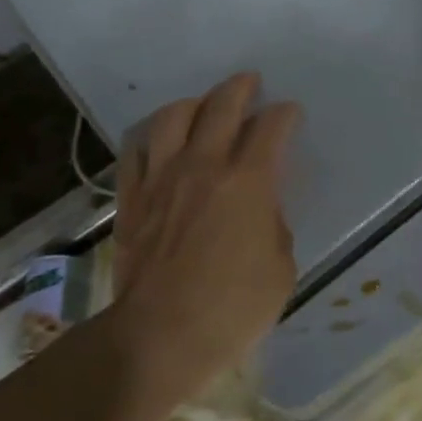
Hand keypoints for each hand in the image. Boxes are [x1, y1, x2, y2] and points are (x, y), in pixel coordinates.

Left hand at [110, 72, 300, 406]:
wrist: (158, 337)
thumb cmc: (232, 309)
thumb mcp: (281, 269)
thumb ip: (274, 226)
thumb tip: (260, 210)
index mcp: (247, 182)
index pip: (270, 129)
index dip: (284, 115)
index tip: (290, 113)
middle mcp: (203, 167)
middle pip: (221, 108)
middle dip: (240, 88)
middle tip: (250, 83)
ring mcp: (161, 180)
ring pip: (172, 118)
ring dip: (193, 103)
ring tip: (203, 105)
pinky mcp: (131, 199)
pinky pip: (136, 151)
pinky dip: (152, 136)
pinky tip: (160, 139)